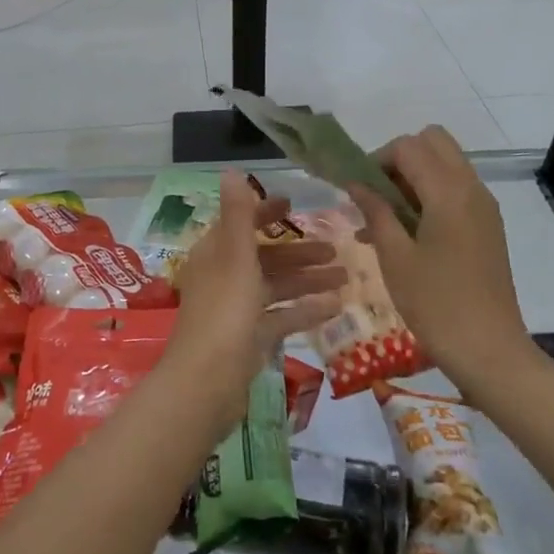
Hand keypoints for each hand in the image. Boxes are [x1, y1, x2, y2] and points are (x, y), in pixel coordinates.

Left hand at [164, 171, 343, 433]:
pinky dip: (305, 309)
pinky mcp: (250, 338)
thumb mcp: (235, 256)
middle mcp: (225, 276)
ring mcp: (237, 309)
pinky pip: (281, 316)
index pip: (241, 223)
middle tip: (336, 248)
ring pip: (276, 286)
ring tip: (346, 276)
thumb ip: (238, 214)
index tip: (294, 204)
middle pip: (265, 256)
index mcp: (217, 253)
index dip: (266, 211)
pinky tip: (336, 307)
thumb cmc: (224, 311)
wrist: (207, 382)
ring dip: (308, 279)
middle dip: (299, 251)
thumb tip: (231, 171)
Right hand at [347, 126, 530, 395]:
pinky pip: (456, 189)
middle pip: (433, 142)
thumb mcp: (395, 256)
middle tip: (378, 194)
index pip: (408, 146)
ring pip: (445, 164)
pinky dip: (430, 194)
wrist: (490, 351)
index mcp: (448, 191)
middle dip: (400, 158)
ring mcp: (484, 206)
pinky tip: (406, 233)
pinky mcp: (488, 225)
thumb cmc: (436, 304)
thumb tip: (355, 182)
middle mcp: (471, 188)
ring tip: (385, 219)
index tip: (358, 190)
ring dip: (414, 176)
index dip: (377, 159)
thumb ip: (375, 210)